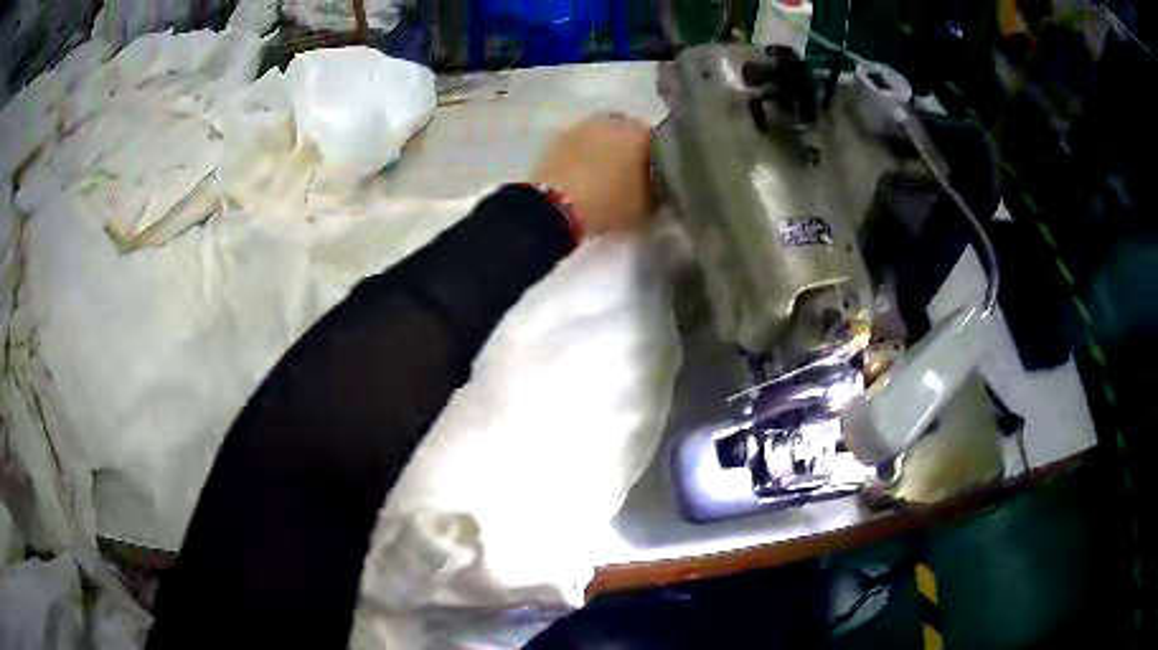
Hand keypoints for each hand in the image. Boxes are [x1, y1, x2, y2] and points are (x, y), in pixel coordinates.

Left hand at [531, 114, 653, 235]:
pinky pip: (578, 145)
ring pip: (600, 136)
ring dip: (603, 150)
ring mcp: (581, 127)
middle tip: (628, 175)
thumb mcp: (646, 209)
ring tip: (603, 176)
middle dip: (628, 150)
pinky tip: (581, 176)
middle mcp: (611, 121)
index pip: (657, 141)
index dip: (656, 160)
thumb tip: (656, 191)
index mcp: (639, 133)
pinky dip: (582, 156)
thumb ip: (656, 195)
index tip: (654, 177)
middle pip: (626, 133)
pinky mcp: (556, 139)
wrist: (555, 205)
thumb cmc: (609, 203)